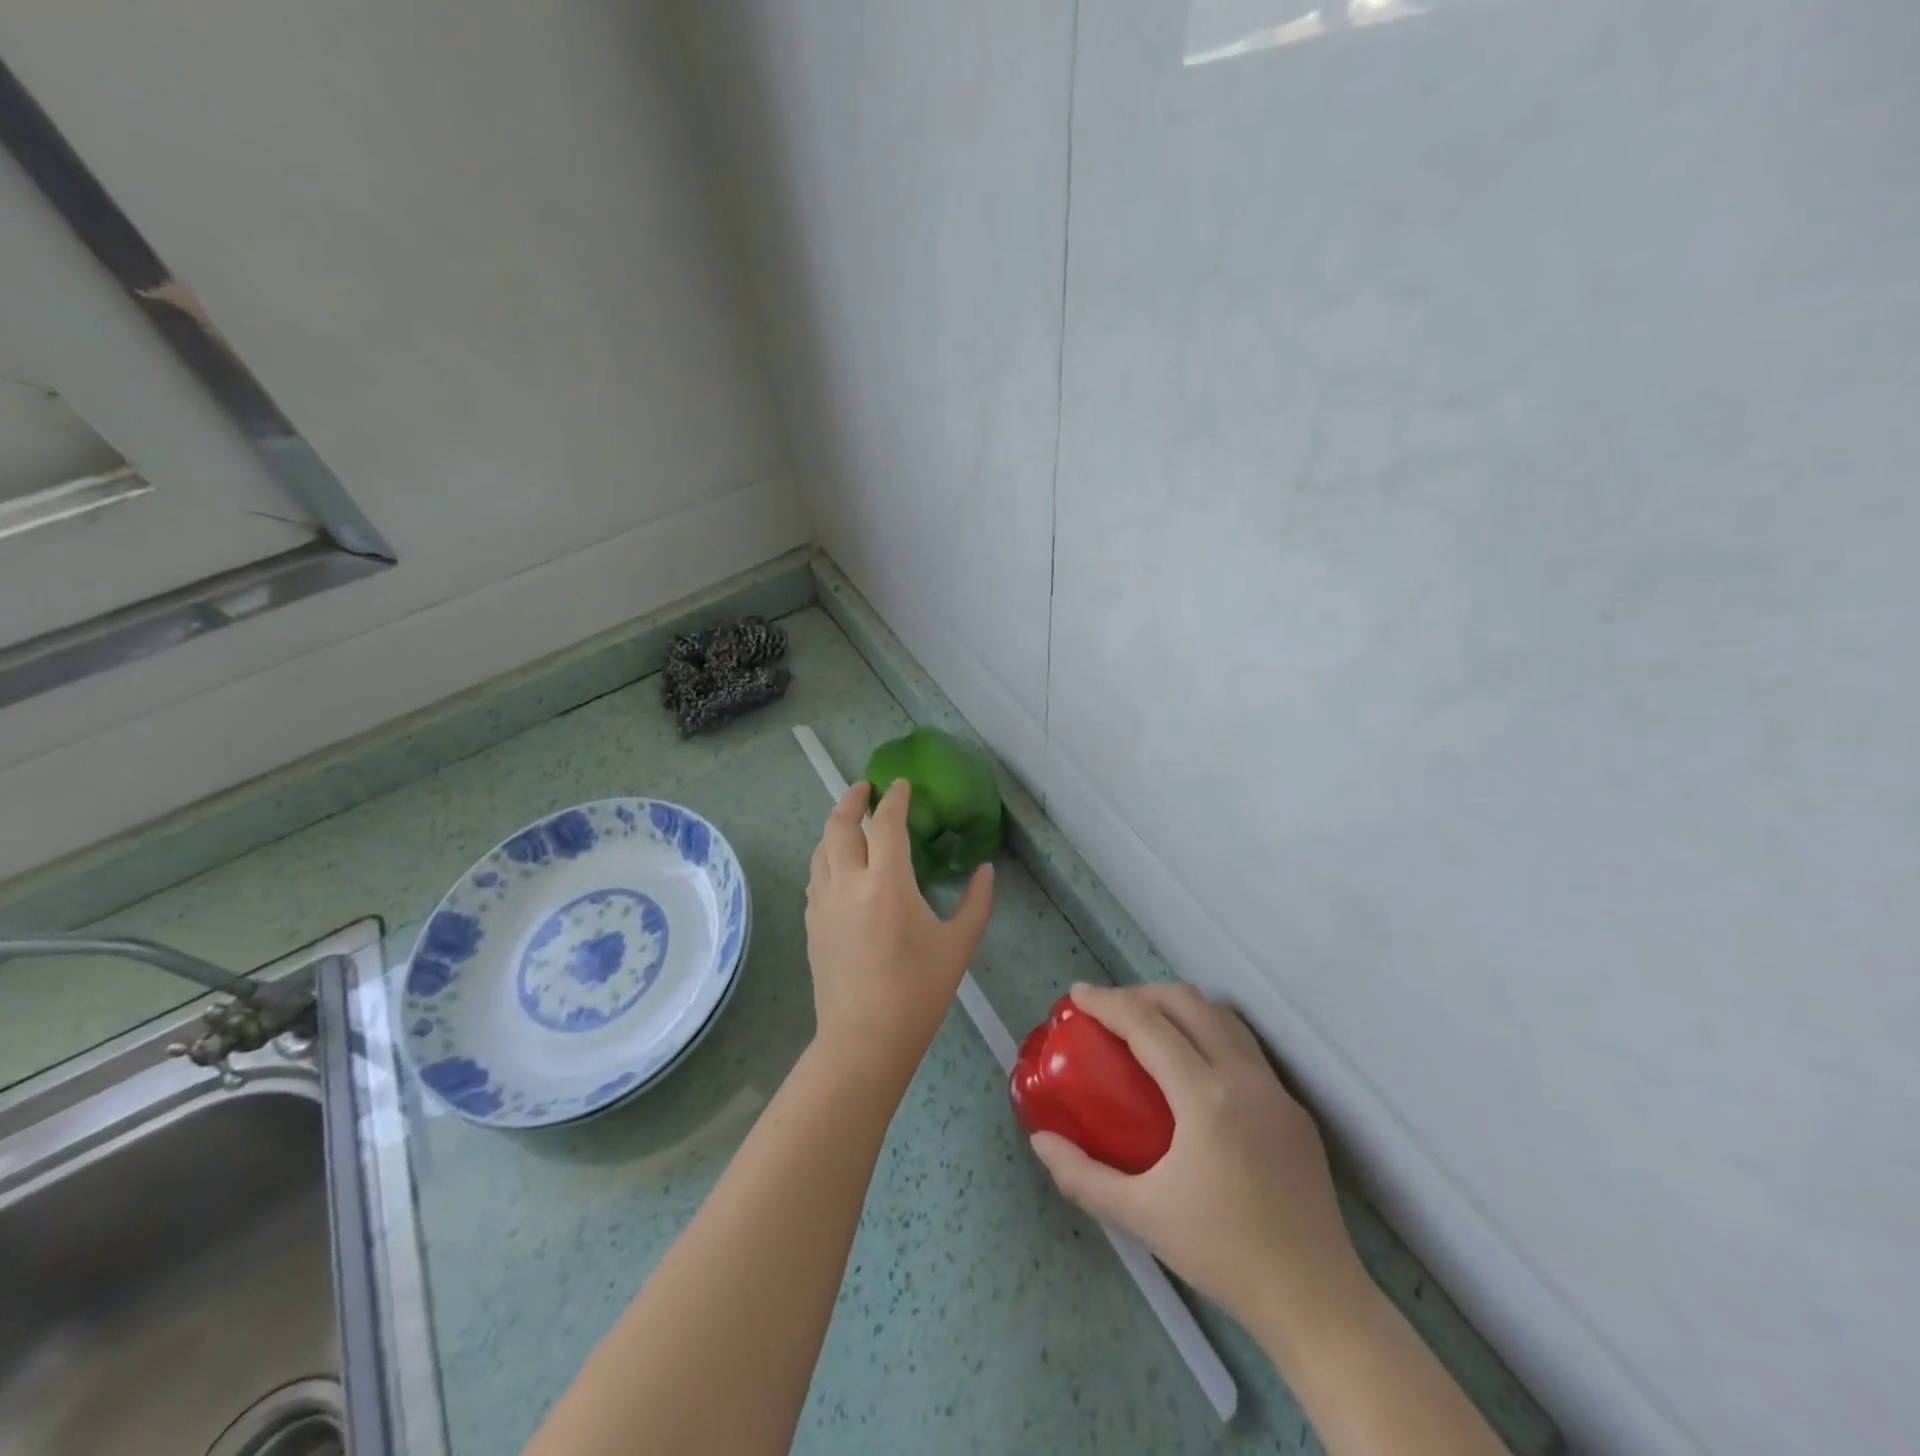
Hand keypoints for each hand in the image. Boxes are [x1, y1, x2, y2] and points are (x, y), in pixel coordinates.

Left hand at [804, 779, 994, 1088]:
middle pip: (839, 826)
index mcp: (887, 882)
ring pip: (821, 850)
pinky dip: (826, 859)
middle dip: (851, 800)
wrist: (864, 1040)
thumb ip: (977, 902)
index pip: (886, 824)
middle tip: (865, 789)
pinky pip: (815, 878)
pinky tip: (838, 869)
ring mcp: (823, 905)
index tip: (900, 784)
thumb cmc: (918, 991)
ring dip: (835, 829)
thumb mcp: (959, 945)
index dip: (894, 799)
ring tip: (851, 824)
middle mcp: (848, 883)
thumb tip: (986, 871)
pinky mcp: (812, 926)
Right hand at [1028, 983, 1365, 1349]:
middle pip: (1188, 1003)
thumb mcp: (1141, 1217)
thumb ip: (1084, 1177)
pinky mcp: (1294, 1109)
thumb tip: (1040, 1140)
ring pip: (1223, 1017)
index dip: (1108, 1002)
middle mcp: (1244, 1077)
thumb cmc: (1223, 1255)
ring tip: (1149, 1028)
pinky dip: (1209, 1034)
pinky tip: (1194, 1070)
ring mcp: (1276, 1090)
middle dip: (1142, 993)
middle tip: (1110, 1011)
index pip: (1148, 1025)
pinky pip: (1246, 1048)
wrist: (1316, 1301)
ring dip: (1180, 1008)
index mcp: (1206, 1097)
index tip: (1078, 995)